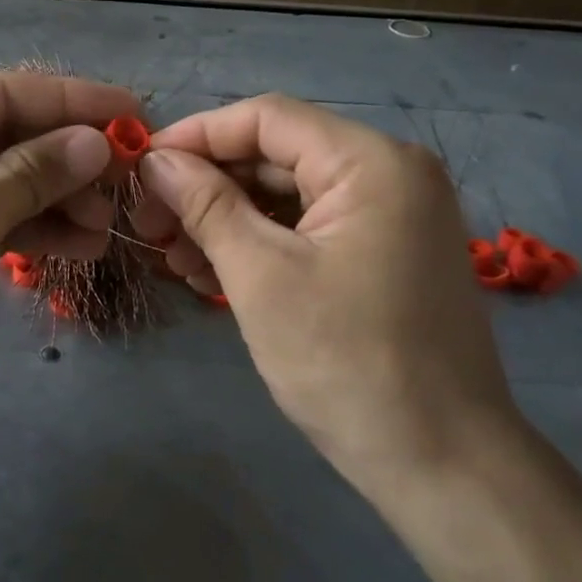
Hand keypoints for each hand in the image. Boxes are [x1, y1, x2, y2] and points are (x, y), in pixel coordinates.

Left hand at [0, 72, 137, 437]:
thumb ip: (32, 173)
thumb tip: (95, 141)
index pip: (3, 94)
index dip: (72, 102)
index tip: (134, 114)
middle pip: (8, 138)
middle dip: (68, 159)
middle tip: (126, 183)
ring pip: (8, 184)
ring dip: (59, 200)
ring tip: (107, 226)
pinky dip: (36, 232)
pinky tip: (81, 247)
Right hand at [131, 94, 520, 493]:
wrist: (440, 463)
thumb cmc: (345, 362)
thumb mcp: (260, 275)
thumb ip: (205, 205)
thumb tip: (156, 161)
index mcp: (371, 162)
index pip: (266, 119)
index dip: (195, 136)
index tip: (140, 168)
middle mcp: (389, 173)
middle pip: (276, 156)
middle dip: (206, 186)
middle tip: (149, 224)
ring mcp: (391, 216)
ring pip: (288, 195)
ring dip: (225, 219)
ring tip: (172, 258)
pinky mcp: (384, 254)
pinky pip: (309, 229)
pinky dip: (259, 244)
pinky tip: (211, 272)